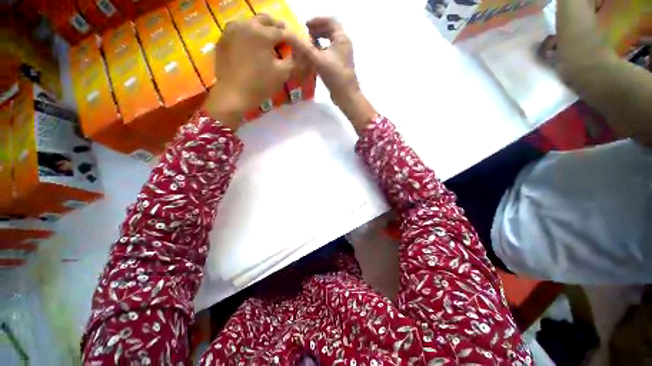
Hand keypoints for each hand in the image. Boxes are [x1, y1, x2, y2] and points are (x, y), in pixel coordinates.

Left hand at [202, 15, 294, 129]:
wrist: (233, 95)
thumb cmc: (260, 85)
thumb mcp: (281, 74)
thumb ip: (293, 61)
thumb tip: (302, 56)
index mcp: (262, 33)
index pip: (282, 31)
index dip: (291, 38)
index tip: (297, 44)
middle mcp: (245, 25)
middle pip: (265, 20)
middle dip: (276, 27)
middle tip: (283, 38)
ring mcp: (231, 30)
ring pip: (250, 22)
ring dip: (261, 29)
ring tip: (267, 41)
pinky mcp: (223, 39)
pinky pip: (238, 31)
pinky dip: (248, 34)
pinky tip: (251, 45)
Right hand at [293, 18, 357, 104]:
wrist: (346, 96)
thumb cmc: (336, 76)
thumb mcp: (319, 60)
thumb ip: (304, 48)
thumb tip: (289, 35)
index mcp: (342, 38)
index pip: (330, 21)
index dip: (316, 21)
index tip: (304, 25)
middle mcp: (343, 45)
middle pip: (329, 31)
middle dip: (316, 31)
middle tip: (304, 36)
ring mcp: (341, 56)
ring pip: (328, 44)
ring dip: (317, 43)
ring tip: (306, 47)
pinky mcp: (338, 66)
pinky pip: (328, 54)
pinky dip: (319, 53)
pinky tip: (311, 59)